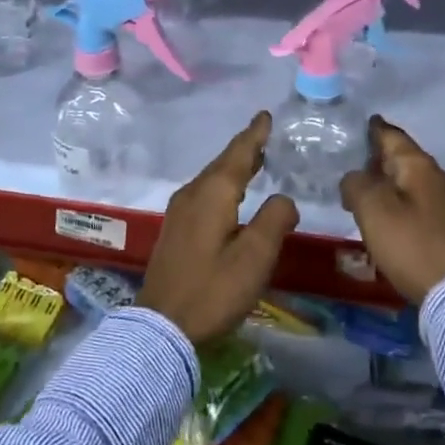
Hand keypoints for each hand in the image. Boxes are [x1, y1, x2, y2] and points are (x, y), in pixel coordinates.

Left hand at [139, 111, 298, 343]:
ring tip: (254, 160)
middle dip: (244, 149)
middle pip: (222, 164)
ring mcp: (179, 213)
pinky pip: (204, 194)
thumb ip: (274, 220)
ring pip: (212, 179)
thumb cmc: (212, 291)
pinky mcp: (176, 231)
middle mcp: (192, 195)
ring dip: (233, 167)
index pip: (238, 154)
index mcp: (212, 194)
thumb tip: (284, 199)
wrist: (161, 328)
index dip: (254, 135)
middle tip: (264, 135)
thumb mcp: (254, 257)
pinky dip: (223, 185)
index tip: (265, 115)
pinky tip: (232, 196)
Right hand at [340, 115, 444, 303]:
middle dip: (381, 160)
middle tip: (357, 165)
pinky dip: (403, 204)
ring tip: (369, 196)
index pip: (393, 137)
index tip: (365, 122)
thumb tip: (355, 178)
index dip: (375, 130)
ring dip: (391, 185)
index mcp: (419, 166)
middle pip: (405, 159)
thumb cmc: (411, 244)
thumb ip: (356, 185)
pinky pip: (422, 205)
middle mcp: (439, 177)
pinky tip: (392, 220)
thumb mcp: (372, 210)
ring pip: (414, 183)